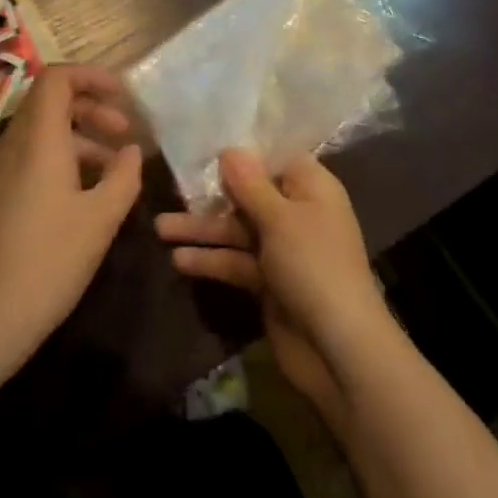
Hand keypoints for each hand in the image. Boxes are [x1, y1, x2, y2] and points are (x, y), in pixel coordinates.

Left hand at [0, 66, 142, 375]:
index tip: (125, 97)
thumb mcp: (101, 218)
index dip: (92, 76)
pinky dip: (62, 159)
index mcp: (37, 140)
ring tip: (115, 167)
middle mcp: (12, 145)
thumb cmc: (48, 261)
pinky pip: (30, 157)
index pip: (57, 78)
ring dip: (80, 137)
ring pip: (41, 132)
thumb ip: (124, 176)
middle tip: (125, 133)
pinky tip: (85, 195)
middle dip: (92, 107)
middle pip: (50, 102)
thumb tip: (132, 151)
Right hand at [156, 150, 394, 430]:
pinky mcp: (269, 283)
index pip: (276, 160)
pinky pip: (236, 262)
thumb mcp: (280, 218)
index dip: (244, 156)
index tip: (206, 149)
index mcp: (312, 189)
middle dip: (213, 195)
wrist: (337, 348)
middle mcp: (298, 214)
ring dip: (203, 229)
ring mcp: (283, 251)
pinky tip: (178, 260)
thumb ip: (251, 184)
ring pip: (238, 230)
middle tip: (171, 189)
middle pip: (250, 196)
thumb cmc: (313, 265)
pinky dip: (212, 260)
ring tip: (159, 227)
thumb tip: (230, 149)